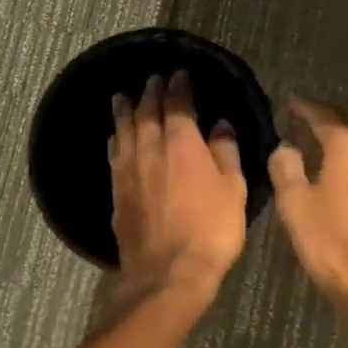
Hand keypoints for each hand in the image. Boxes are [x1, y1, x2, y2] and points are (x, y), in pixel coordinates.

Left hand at [110, 71, 246, 299]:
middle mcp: (150, 149)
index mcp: (182, 143)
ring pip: (124, 130)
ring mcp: (129, 170)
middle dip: (150, 92)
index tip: (179, 74)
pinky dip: (116, 139)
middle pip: (146, 112)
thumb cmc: (211, 229)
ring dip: (124, 111)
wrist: (168, 272)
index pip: (177, 104)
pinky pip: (115, 155)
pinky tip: (115, 138)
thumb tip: (220, 124)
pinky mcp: (117, 193)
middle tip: (152, 79)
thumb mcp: (232, 189)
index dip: (178, 87)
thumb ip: (226, 152)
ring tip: (122, 97)